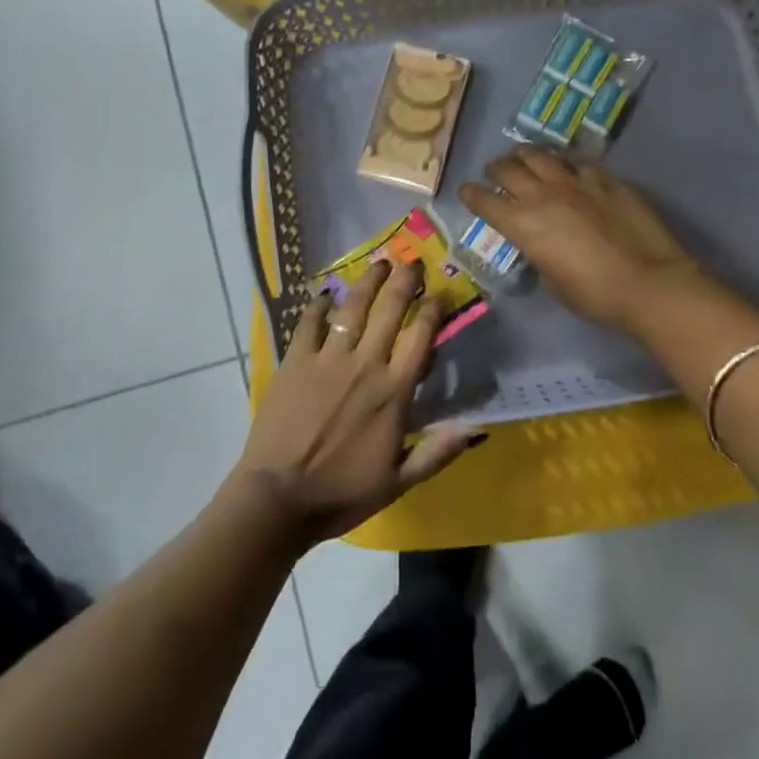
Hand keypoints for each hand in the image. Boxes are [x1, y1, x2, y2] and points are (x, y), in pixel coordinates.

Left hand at [232, 259, 485, 546]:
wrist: (278, 498)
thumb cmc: (343, 492)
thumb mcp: (400, 481)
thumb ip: (439, 450)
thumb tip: (480, 429)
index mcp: (393, 391)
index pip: (421, 337)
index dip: (434, 310)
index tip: (441, 293)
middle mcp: (364, 364)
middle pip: (390, 310)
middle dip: (404, 281)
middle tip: (412, 261)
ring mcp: (327, 358)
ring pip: (353, 307)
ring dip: (368, 281)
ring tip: (379, 262)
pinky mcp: (295, 360)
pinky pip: (309, 322)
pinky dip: (319, 304)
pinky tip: (326, 294)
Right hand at [459, 147, 702, 333]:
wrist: (648, 283)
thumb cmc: (595, 296)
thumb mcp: (553, 282)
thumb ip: (538, 255)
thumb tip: (540, 244)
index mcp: (522, 225)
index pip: (483, 201)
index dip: (471, 195)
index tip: (467, 193)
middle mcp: (542, 195)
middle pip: (507, 169)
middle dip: (495, 170)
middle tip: (496, 174)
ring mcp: (575, 181)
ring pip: (539, 154)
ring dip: (525, 156)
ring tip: (524, 158)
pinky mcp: (605, 178)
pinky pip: (576, 161)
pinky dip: (564, 163)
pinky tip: (568, 167)